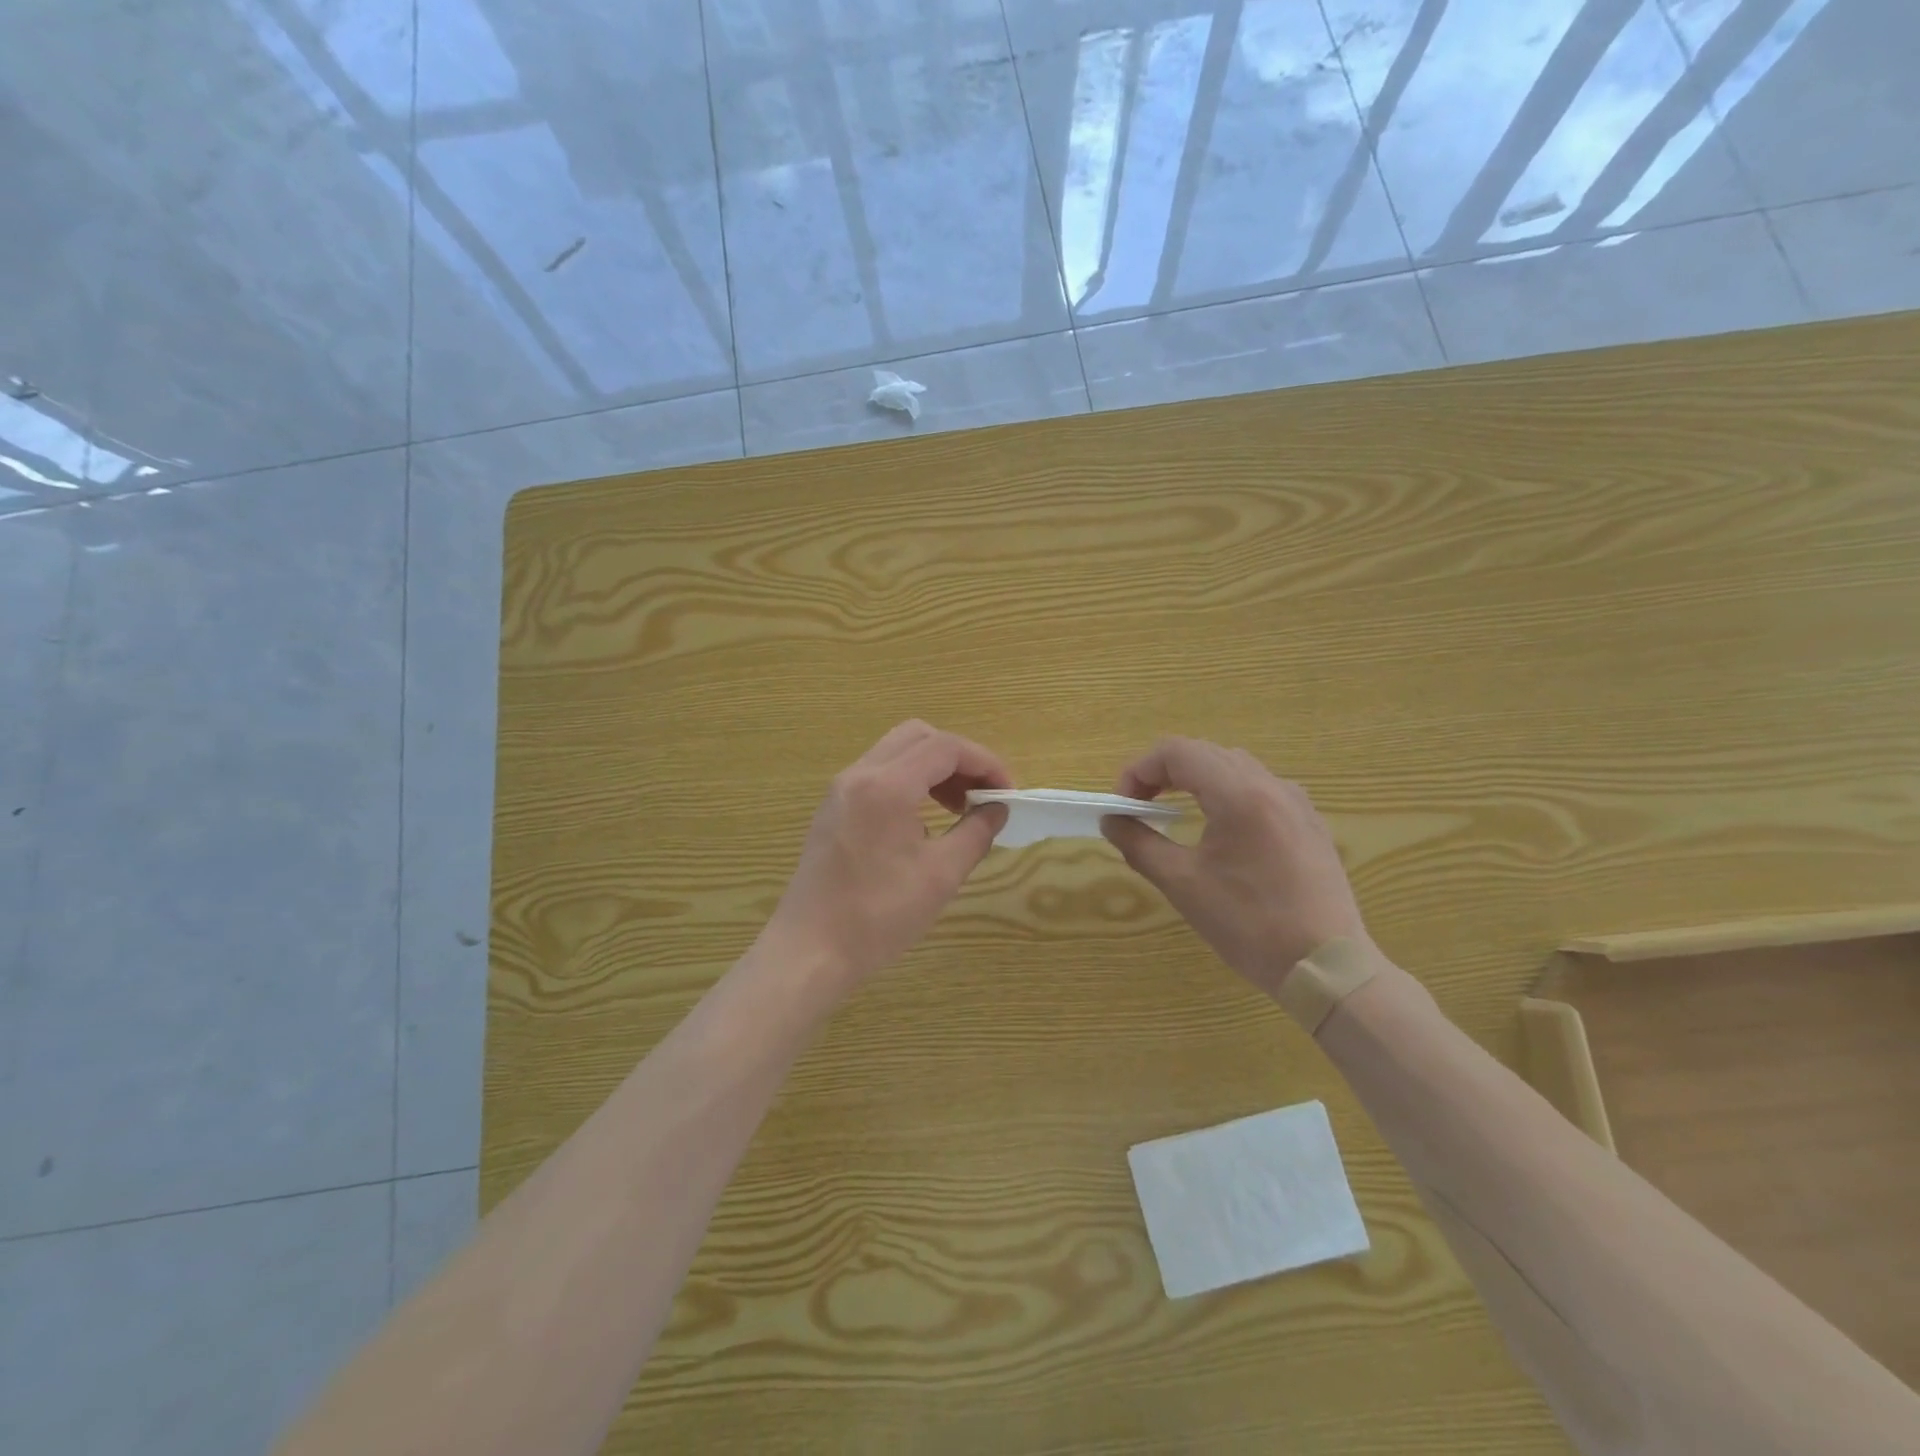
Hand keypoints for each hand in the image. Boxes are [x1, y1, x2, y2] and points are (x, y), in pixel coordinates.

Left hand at [765, 721, 1011, 984]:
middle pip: (919, 737)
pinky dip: (909, 781)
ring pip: (896, 752)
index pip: (946, 747)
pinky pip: (878, 774)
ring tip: (958, 809)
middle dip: (959, 759)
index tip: (1008, 794)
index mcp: (887, 785)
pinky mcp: (832, 808)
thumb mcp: (940, 876)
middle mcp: (860, 774)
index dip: (985, 763)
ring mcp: (840, 789)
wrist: (809, 951)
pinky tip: (922, 823)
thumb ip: (975, 833)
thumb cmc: (878, 916)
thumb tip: (997, 809)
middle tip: (982, 796)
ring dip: (933, 768)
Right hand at [1101, 738, 1368, 997]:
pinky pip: (1258, 787)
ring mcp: (1295, 801)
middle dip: (1162, 773)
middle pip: (1204, 753)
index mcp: (1239, 794)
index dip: (1139, 770)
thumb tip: (1112, 821)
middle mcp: (1270, 784)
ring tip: (1172, 813)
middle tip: (1139, 807)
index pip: (1177, 751)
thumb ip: (1139, 844)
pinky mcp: (1309, 821)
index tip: (1122, 806)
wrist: (1327, 967)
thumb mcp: (1183, 884)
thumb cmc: (1249, 924)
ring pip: (1233, 766)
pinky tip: (1219, 829)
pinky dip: (1225, 793)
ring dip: (1194, 779)